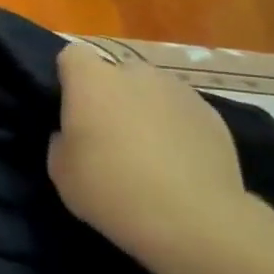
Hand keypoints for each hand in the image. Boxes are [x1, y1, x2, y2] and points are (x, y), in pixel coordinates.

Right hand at [48, 43, 242, 259]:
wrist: (191, 218)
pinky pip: (181, 113)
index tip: (70, 109)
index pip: (73, 55)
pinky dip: (176, 129)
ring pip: (151, 91)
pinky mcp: (212, 114)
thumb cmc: (110, 189)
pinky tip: (177, 165)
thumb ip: (62, 140)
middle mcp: (136, 73)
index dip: (69, 78)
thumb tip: (75, 134)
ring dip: (144, 110)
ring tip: (147, 153)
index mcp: (92, 80)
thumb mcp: (61, 171)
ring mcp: (179, 91)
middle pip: (115, 73)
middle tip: (107, 136)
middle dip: (110, 96)